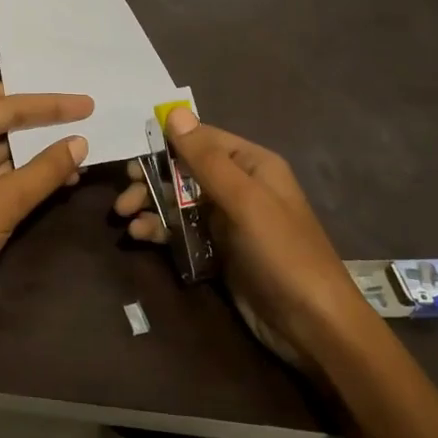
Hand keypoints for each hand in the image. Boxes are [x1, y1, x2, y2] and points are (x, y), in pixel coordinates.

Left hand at [0, 83, 91, 333]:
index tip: (86, 103)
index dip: (49, 103)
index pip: (6, 106)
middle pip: (0, 114)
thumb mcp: (4, 202)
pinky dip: (28, 169)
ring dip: (36, 144)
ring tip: (78, 143)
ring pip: (2, 143)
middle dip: (38, 112)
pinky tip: (60, 175)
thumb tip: (80, 142)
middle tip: (76, 107)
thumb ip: (45, 170)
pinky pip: (2, 169)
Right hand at [113, 107, 356, 363]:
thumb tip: (174, 111)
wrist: (313, 325)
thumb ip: (206, 158)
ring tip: (124, 218)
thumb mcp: (244, 200)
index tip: (132, 155)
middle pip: (185, 170)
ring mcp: (229, 220)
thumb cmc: (282, 252)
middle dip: (152, 178)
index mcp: (252, 164)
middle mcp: (240, 186)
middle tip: (124, 194)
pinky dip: (160, 229)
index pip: (201, 139)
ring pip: (179, 201)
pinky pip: (182, 230)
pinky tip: (140, 236)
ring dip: (151, 205)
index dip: (166, 143)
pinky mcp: (219, 251)